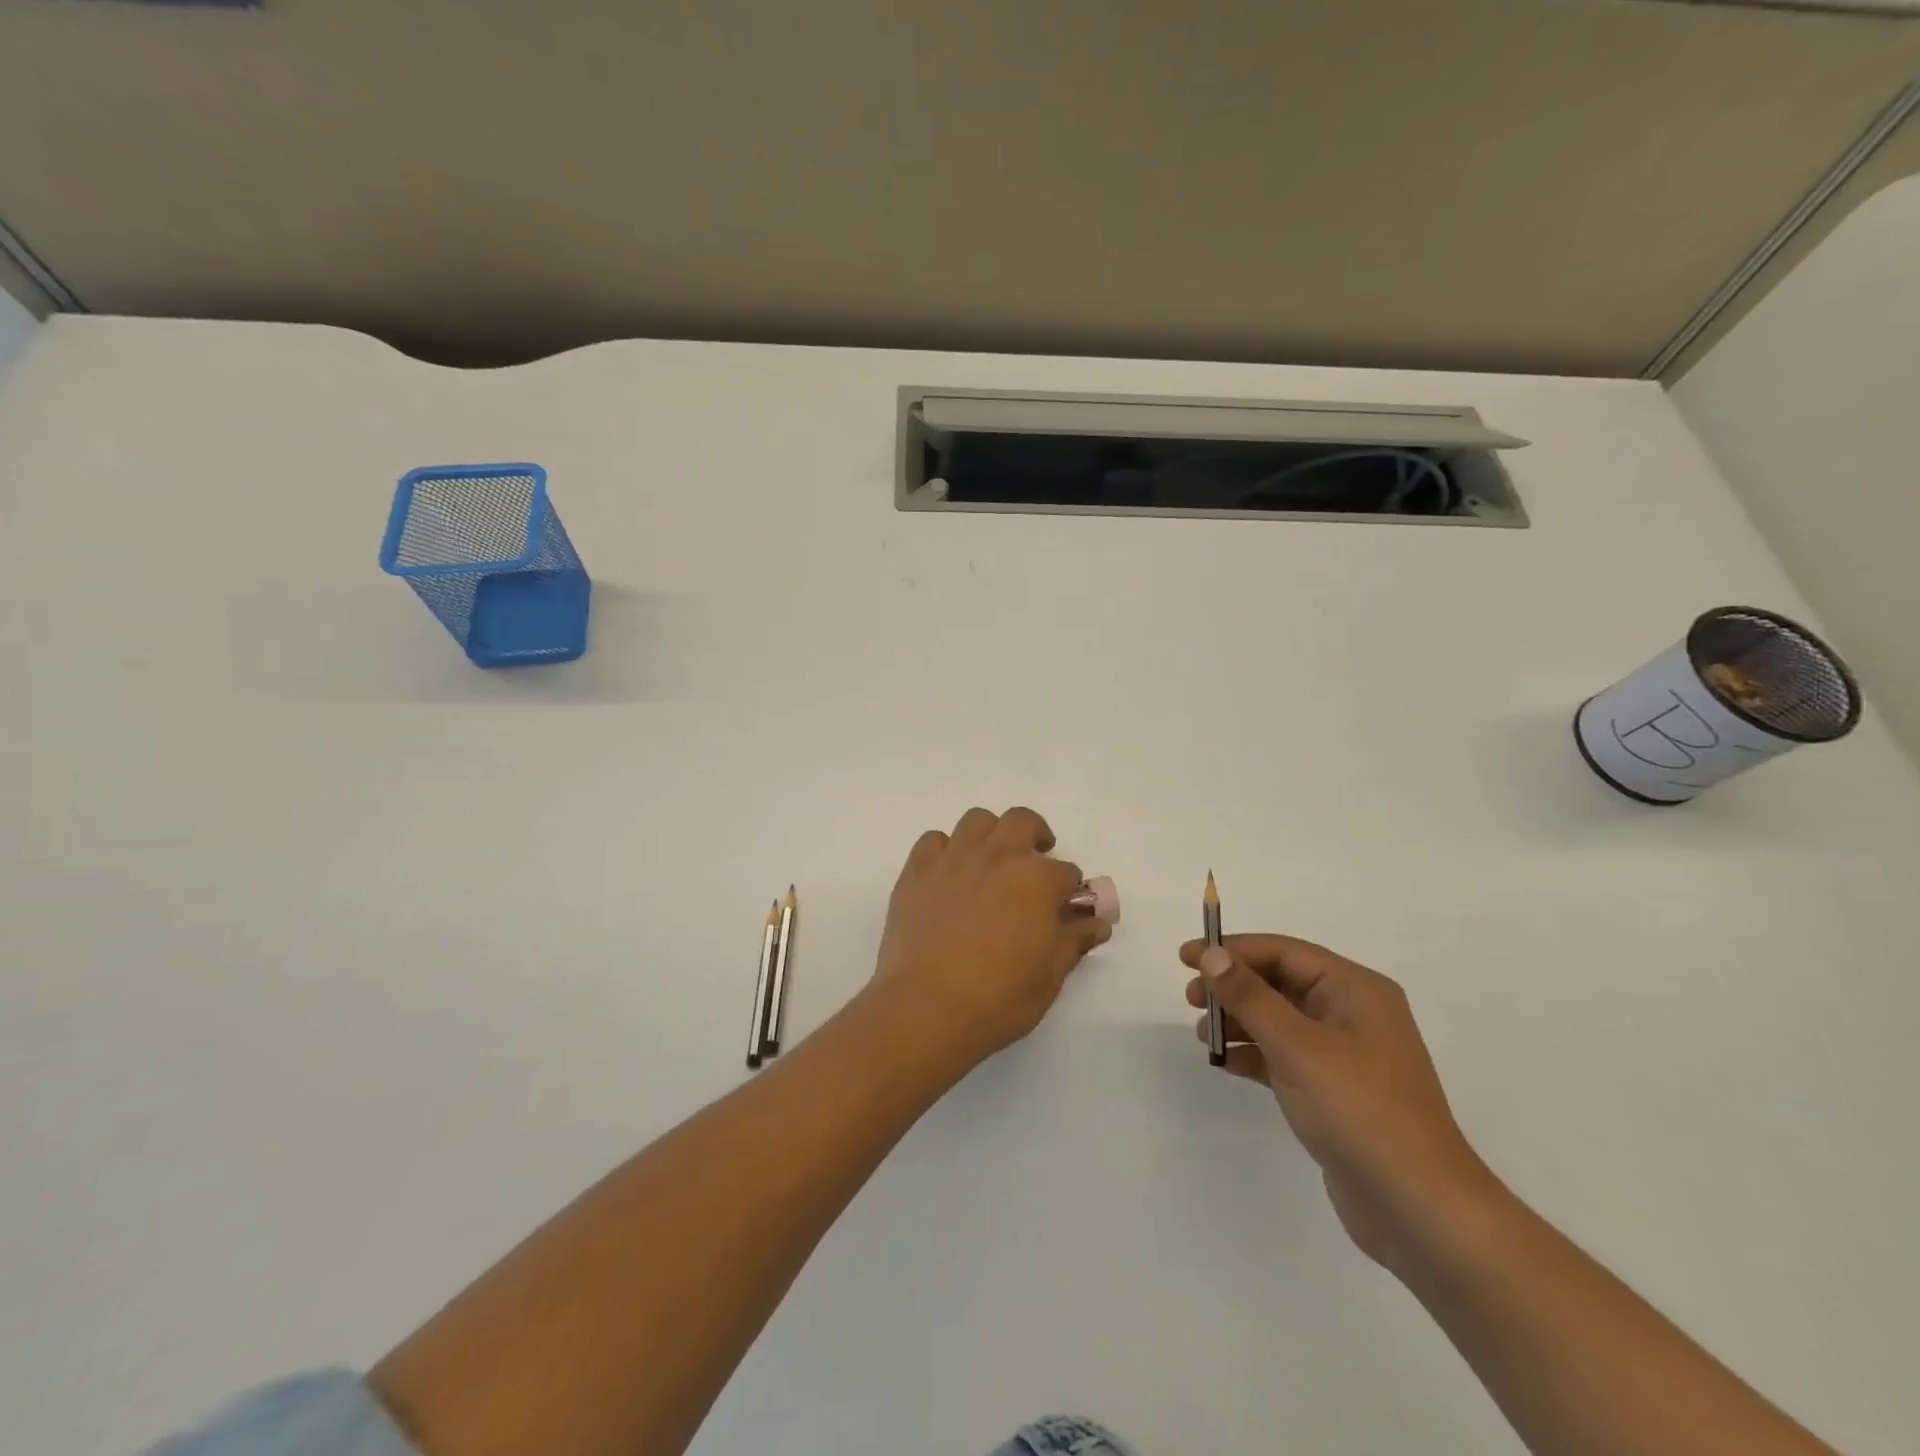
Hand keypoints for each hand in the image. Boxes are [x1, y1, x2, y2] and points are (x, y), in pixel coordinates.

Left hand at [873, 807, 1110, 1065]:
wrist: (929, 1007)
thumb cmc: (1000, 996)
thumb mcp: (1051, 975)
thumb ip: (1074, 940)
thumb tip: (1097, 923)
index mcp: (1036, 879)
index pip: (1066, 872)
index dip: (1070, 890)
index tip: (1066, 908)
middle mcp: (997, 856)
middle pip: (1022, 822)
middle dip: (1036, 836)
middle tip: (1035, 863)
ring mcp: (953, 859)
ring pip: (977, 820)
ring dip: (991, 835)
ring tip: (991, 862)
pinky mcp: (917, 871)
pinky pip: (933, 840)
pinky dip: (945, 850)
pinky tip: (948, 875)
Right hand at [1182, 934, 1495, 1271]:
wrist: (1419, 1210)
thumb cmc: (1360, 1111)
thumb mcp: (1297, 1046)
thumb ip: (1250, 996)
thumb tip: (1212, 953)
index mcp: (1356, 990)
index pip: (1284, 952)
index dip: (1232, 950)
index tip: (1186, 957)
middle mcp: (1353, 1014)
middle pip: (1280, 982)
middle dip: (1233, 987)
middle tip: (1191, 999)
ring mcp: (1345, 1055)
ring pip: (1279, 1020)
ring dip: (1239, 1021)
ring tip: (1204, 1036)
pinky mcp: (1335, 1092)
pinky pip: (1284, 1056)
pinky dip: (1254, 1055)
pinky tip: (1225, 1064)